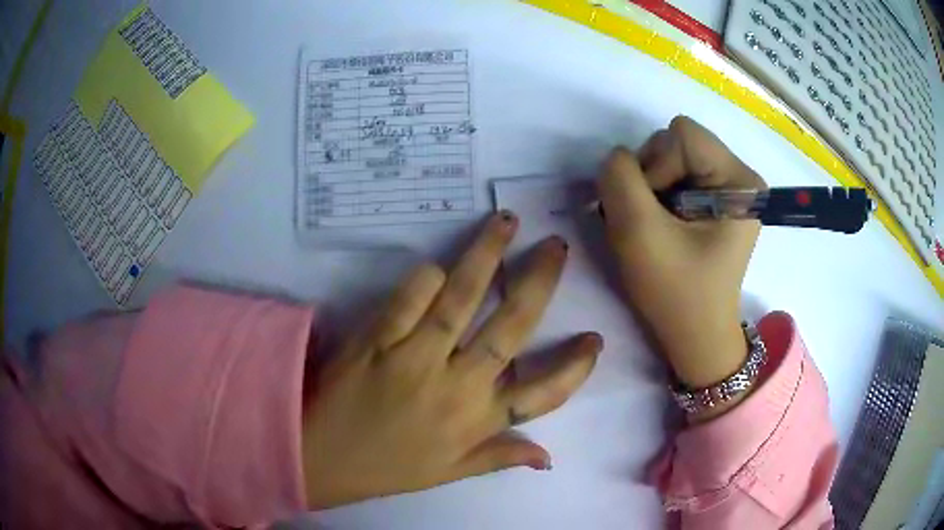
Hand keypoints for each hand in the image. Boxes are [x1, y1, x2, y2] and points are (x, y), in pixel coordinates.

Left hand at [301, 213, 601, 508]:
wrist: (322, 457)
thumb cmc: (390, 468)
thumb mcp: (450, 473)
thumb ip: (501, 457)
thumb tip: (549, 457)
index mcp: (478, 421)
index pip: (543, 394)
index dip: (574, 368)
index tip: (594, 340)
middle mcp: (457, 385)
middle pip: (511, 327)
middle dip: (539, 282)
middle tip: (556, 247)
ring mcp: (416, 358)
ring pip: (462, 297)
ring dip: (488, 255)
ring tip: (506, 223)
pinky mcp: (378, 339)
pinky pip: (410, 297)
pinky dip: (427, 277)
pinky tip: (439, 267)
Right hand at [598, 116, 763, 411]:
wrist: (695, 337)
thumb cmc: (677, 294)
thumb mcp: (639, 234)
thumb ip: (619, 180)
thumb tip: (618, 159)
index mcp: (740, 181)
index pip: (681, 134)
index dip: (655, 167)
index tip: (654, 214)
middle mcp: (740, 177)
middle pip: (676, 142)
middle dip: (651, 178)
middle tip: (651, 223)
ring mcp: (728, 189)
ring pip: (670, 158)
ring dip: (650, 190)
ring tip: (654, 230)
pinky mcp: (715, 201)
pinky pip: (674, 177)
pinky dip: (656, 198)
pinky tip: (661, 229)